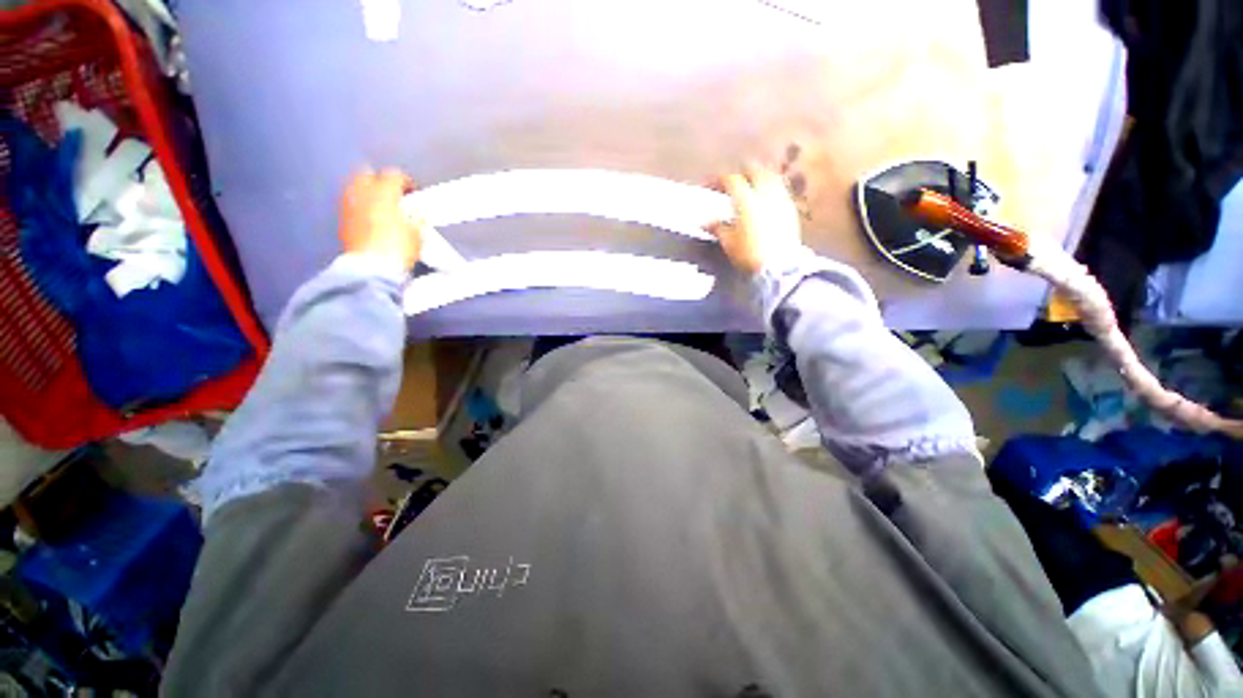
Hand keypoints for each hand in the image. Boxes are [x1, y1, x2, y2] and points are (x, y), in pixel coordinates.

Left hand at [339, 168, 424, 271]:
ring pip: (355, 187)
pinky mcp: (342, 220)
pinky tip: (370, 218)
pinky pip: (350, 204)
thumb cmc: (397, 249)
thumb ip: (416, 217)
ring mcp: (349, 205)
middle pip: (367, 173)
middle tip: (393, 193)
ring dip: (368, 192)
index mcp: (383, 192)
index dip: (406, 182)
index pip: (394, 175)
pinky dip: (360, 206)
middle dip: (380, 180)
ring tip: (381, 205)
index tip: (412, 192)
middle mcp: (362, 193)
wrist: (373, 267)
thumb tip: (416, 213)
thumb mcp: (417, 233)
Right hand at [709, 165, 803, 275]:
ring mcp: (781, 199)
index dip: (717, 180)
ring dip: (757, 177)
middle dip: (740, 173)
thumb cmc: (748, 254)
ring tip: (748, 187)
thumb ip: (718, 228)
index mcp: (746, 199)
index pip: (730, 180)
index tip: (708, 185)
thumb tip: (706, 223)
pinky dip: (768, 188)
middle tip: (730, 183)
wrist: (778, 267)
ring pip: (769, 177)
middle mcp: (765, 193)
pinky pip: (779, 189)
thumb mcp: (728, 242)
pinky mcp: (790, 209)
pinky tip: (763, 199)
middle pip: (754, 170)